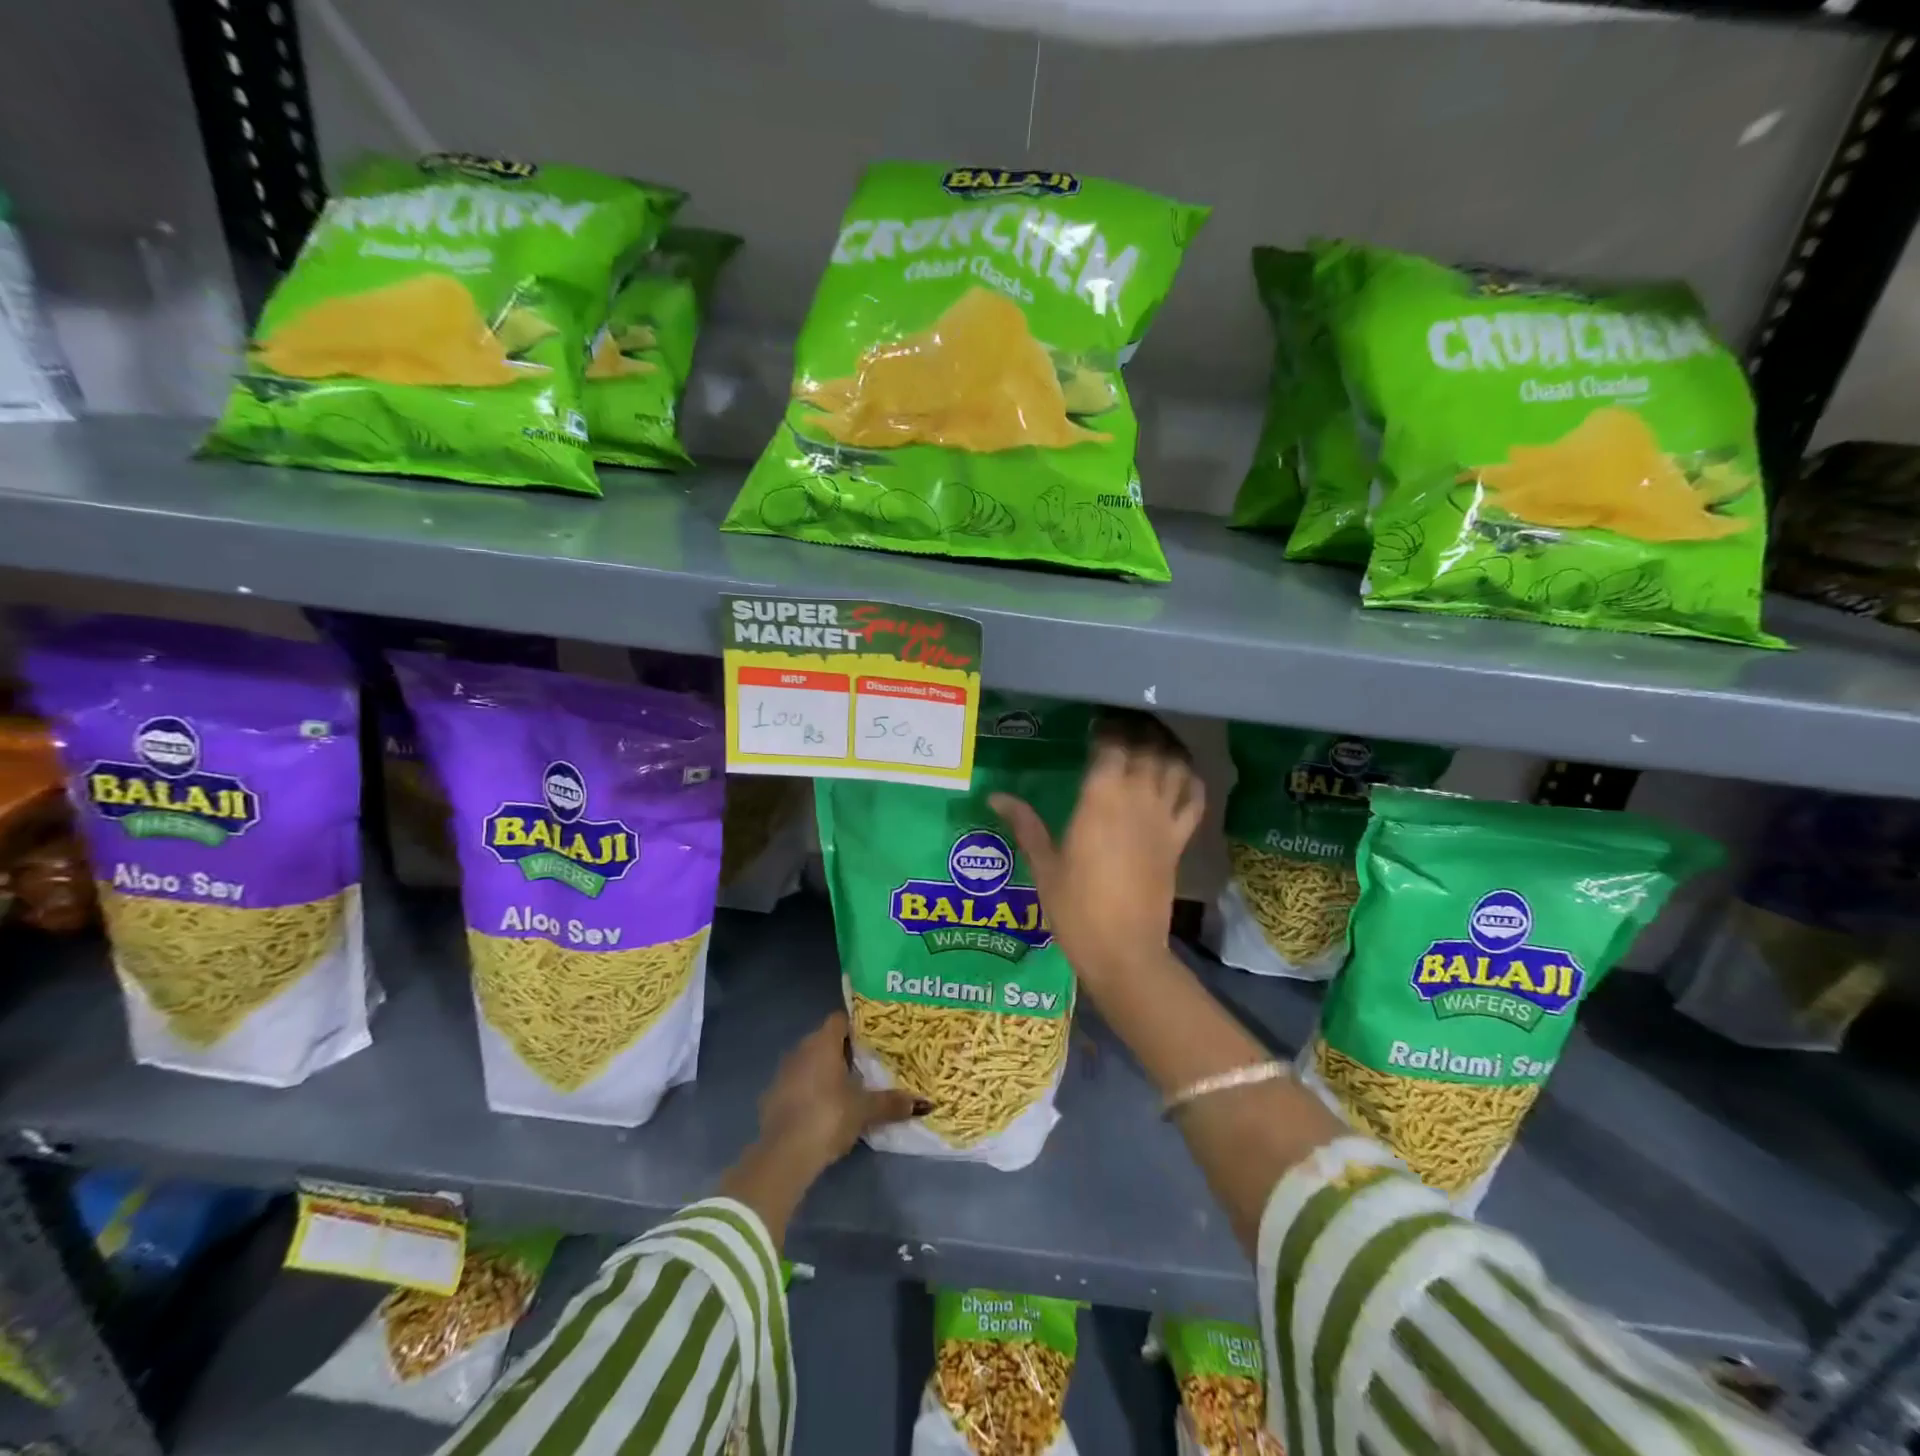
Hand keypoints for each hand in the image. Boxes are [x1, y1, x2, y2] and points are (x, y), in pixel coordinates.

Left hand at [755, 1011, 925, 1174]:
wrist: (783, 1154)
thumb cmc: (828, 1117)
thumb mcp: (865, 1110)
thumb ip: (892, 1103)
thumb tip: (924, 1103)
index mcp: (823, 1042)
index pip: (840, 1020)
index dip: (856, 1026)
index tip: (873, 1039)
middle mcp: (801, 1049)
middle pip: (825, 1040)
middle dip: (843, 1051)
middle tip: (867, 1065)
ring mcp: (783, 1072)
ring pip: (809, 1063)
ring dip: (825, 1072)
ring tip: (848, 1088)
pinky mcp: (772, 1097)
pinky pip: (797, 1084)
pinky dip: (809, 1091)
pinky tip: (823, 1110)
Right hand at [991, 715, 1204, 996]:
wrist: (1123, 951)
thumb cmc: (1075, 909)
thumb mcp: (1044, 866)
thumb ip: (1025, 825)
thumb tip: (995, 797)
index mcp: (1100, 800)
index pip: (1111, 746)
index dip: (1107, 729)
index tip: (1096, 724)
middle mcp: (1136, 800)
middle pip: (1146, 748)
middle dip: (1137, 730)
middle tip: (1122, 725)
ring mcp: (1163, 820)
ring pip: (1174, 766)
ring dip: (1165, 747)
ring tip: (1150, 740)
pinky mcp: (1179, 842)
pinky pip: (1194, 801)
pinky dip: (1191, 781)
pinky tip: (1180, 774)